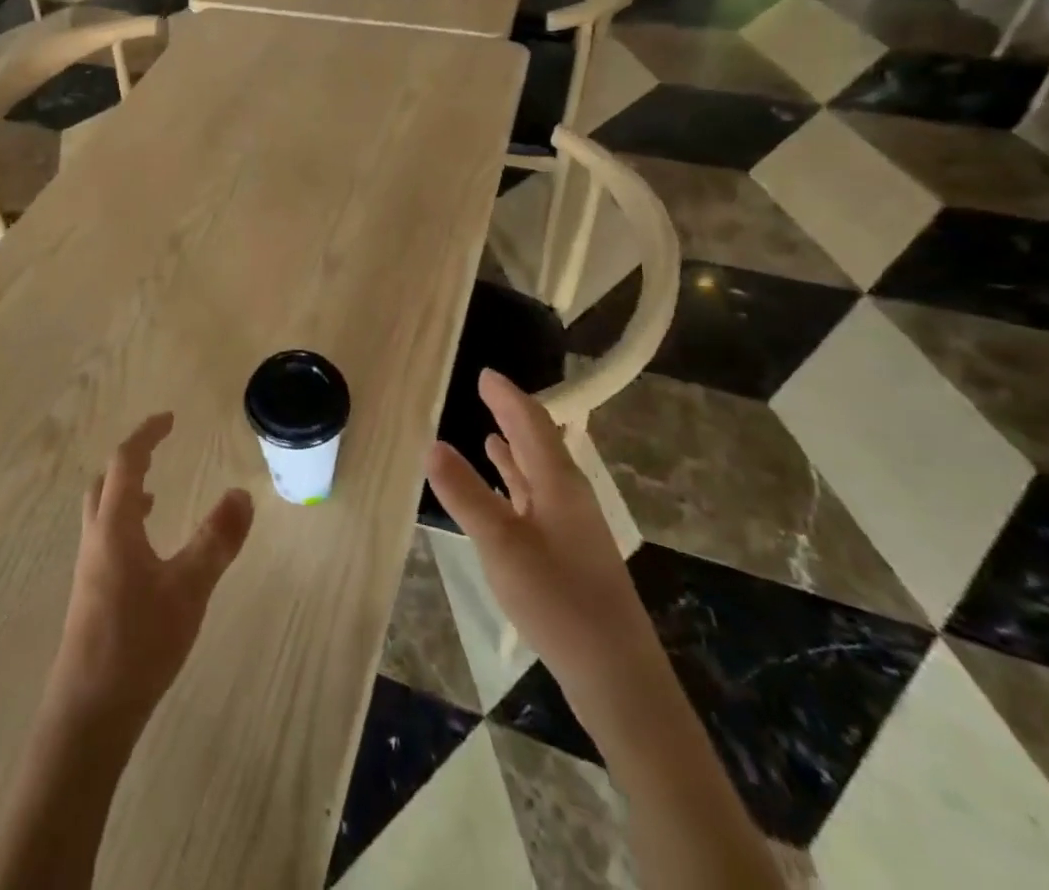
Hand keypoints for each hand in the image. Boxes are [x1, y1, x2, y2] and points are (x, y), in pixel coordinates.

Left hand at [50, 413, 254, 729]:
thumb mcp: (189, 588)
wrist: (89, 712)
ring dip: (125, 492)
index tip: (169, 419)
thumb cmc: (139, 642)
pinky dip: (125, 522)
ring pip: (102, 511)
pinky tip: (147, 552)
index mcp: (115, 526)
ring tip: (155, 494)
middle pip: (105, 482)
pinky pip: (105, 537)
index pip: (126, 462)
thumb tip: (242, 493)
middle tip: (158, 450)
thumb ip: (216, 540)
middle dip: (130, 459)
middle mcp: (96, 538)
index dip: (146, 436)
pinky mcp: (90, 594)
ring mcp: (89, 568)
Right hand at [426, 369, 649, 689]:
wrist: (616, 675)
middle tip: (485, 393)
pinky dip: (517, 484)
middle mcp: (569, 494)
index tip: (484, 373)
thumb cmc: (558, 600)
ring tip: (489, 433)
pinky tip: (503, 491)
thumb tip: (432, 444)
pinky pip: (538, 499)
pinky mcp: (569, 552)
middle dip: (512, 416)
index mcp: (559, 482)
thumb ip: (466, 493)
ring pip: (540, 472)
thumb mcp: (501, 544)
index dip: (507, 396)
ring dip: (515, 450)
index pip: (531, 423)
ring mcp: (572, 525)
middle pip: (539, 442)